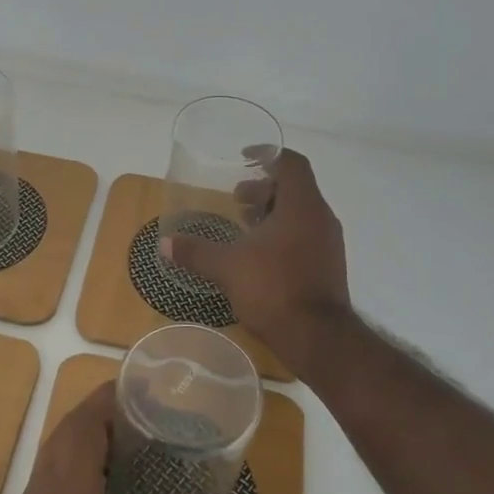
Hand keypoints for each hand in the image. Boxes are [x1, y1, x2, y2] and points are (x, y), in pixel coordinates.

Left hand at [0, 385, 245, 493]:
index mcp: (69, 492)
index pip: (83, 423)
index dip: (106, 398)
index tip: (136, 388)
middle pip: (63, 434)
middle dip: (95, 416)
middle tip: (137, 416)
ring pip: (49, 460)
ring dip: (79, 444)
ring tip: (121, 450)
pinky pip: (43, 486)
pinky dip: (67, 472)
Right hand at [161, 148, 351, 375]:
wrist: (318, 338)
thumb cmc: (274, 289)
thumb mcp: (227, 267)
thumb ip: (196, 252)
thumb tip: (164, 244)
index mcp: (301, 206)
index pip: (291, 163)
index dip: (267, 155)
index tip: (243, 159)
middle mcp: (320, 218)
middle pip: (295, 188)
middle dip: (264, 189)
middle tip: (236, 199)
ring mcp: (328, 243)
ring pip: (300, 213)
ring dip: (272, 213)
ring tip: (244, 225)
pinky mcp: (328, 266)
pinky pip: (305, 235)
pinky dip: (282, 234)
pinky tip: (259, 255)